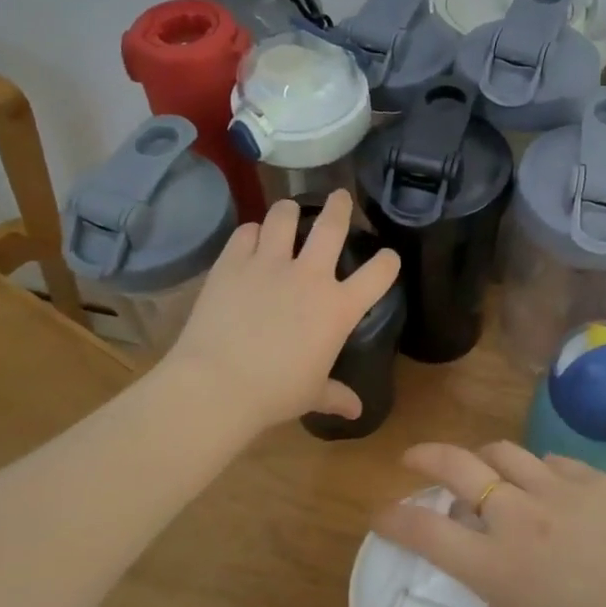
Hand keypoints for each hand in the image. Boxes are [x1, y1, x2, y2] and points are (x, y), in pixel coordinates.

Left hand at [166, 190, 399, 432]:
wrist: (217, 384)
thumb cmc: (274, 393)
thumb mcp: (312, 394)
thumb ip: (336, 394)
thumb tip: (355, 410)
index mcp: (338, 308)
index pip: (379, 273)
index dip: (388, 261)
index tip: (388, 257)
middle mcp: (309, 275)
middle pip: (332, 226)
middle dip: (340, 207)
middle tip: (340, 196)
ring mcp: (269, 264)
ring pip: (284, 216)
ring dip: (290, 210)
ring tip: (289, 210)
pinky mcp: (232, 262)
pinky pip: (245, 232)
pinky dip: (251, 232)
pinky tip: (251, 238)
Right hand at [372, 440, 605, 606]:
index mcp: (498, 565)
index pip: (427, 530)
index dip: (394, 518)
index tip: (380, 517)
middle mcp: (520, 515)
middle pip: (459, 465)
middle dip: (426, 456)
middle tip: (412, 461)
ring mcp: (561, 491)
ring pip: (505, 452)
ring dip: (481, 457)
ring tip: (478, 472)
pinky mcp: (597, 482)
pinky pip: (553, 461)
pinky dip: (535, 467)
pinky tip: (544, 486)